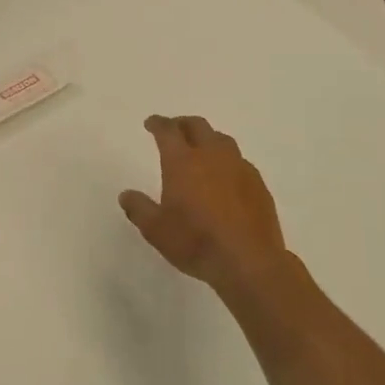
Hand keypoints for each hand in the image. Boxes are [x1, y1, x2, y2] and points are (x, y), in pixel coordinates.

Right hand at [120, 115, 291, 300]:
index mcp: (183, 162)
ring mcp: (239, 168)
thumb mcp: (155, 230)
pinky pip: (239, 161)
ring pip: (222, 140)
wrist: (249, 261)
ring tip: (201, 149)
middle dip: (183, 124)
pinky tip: (225, 177)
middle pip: (198, 126)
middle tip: (174, 130)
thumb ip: (139, 209)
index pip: (168, 131)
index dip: (158, 123)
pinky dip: (227, 161)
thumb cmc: (196, 242)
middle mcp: (212, 156)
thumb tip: (126, 195)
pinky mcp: (258, 184)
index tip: (151, 123)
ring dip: (208, 138)